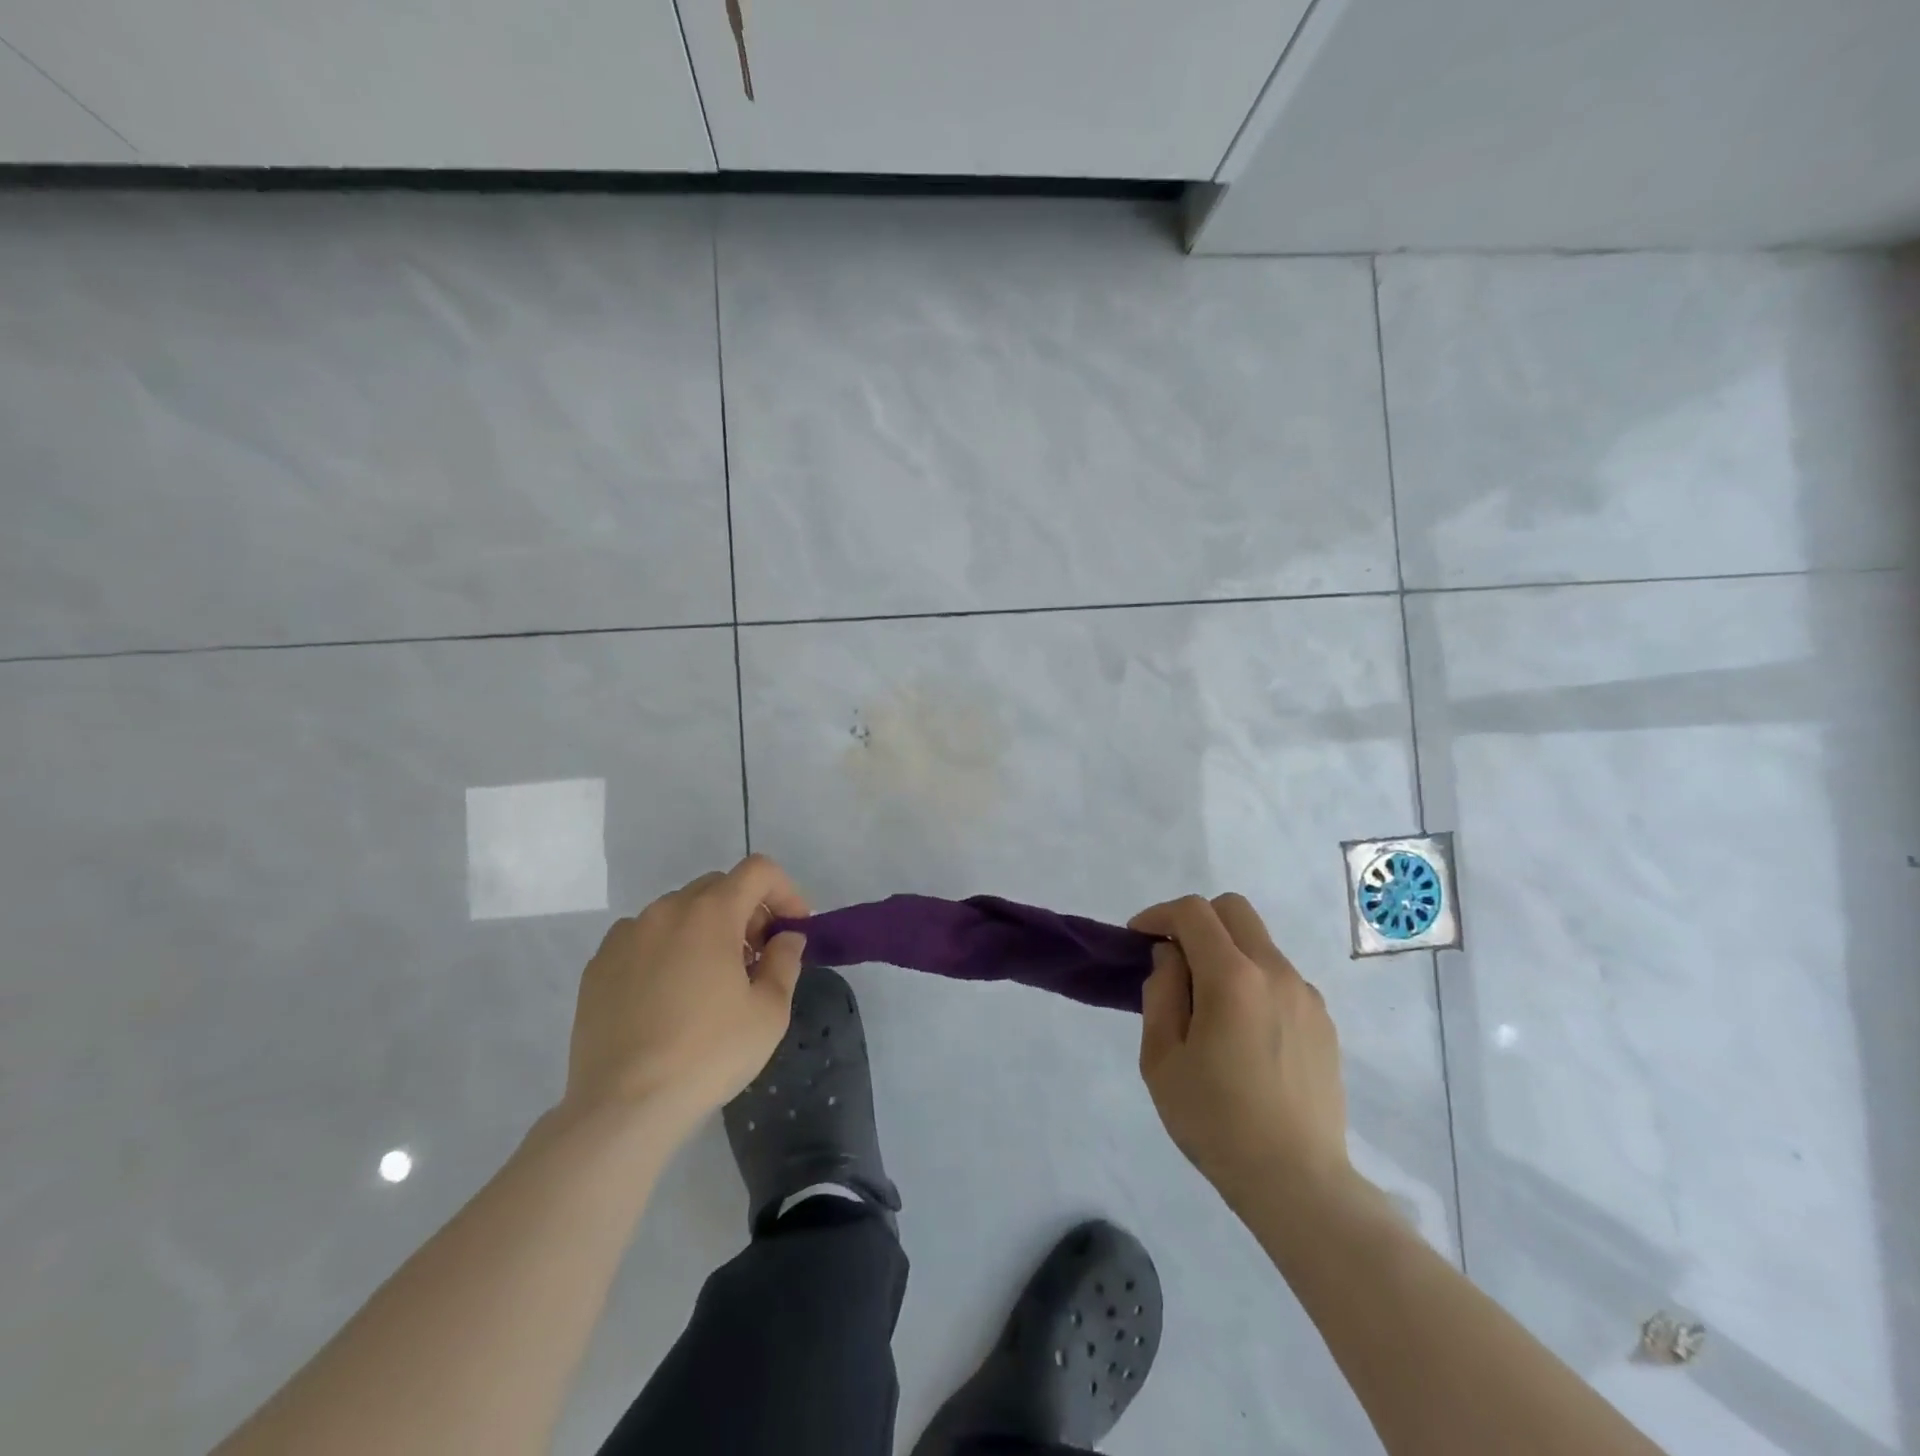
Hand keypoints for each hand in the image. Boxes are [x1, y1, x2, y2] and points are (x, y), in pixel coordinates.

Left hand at [562, 854, 808, 1139]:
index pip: (758, 871)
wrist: (623, 1107)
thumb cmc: (708, 1054)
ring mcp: (625, 936)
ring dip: (705, 930)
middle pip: (718, 887)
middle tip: (756, 958)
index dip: (785, 891)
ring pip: (678, 912)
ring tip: (710, 981)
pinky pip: (644, 938)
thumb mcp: (769, 1012)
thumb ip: (785, 961)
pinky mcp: (598, 966)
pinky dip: (667, 950)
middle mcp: (665, 911)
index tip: (793, 930)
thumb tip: (786, 938)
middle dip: (747, 911)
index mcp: (711, 913)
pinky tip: (669, 996)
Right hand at [1129, 894, 1350, 1211]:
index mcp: (1232, 978)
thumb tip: (1171, 958)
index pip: (1193, 913)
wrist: (1297, 1183)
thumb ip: (1161, 993)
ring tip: (1207, 1003)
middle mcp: (1275, 972)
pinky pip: (1280, 977)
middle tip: (1173, 958)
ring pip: (1259, 942)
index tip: (1138, 938)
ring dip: (1226, 951)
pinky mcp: (1323, 1021)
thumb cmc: (1216, 1121)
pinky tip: (1243, 1030)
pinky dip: (1252, 980)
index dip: (1158, 915)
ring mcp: (1306, 995)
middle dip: (1196, 920)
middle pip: (1233, 909)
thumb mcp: (1162, 1059)